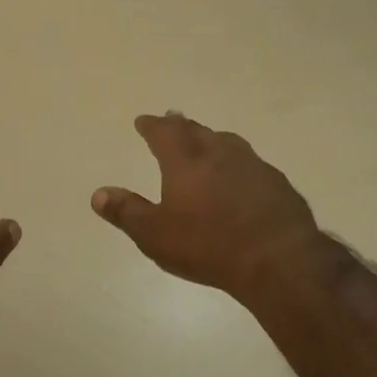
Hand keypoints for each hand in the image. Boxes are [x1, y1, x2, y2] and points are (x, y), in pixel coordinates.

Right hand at [92, 113, 328, 302]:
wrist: (277, 258)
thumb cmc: (208, 245)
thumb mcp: (155, 235)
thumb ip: (126, 212)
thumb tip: (98, 194)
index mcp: (186, 162)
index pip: (164, 133)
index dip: (152, 126)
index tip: (144, 120)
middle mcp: (220, 154)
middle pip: (197, 131)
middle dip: (181, 125)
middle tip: (173, 118)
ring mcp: (253, 166)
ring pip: (228, 142)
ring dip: (212, 138)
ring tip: (207, 140)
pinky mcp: (277, 183)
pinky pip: (251, 163)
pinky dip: (238, 162)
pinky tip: (242, 174)